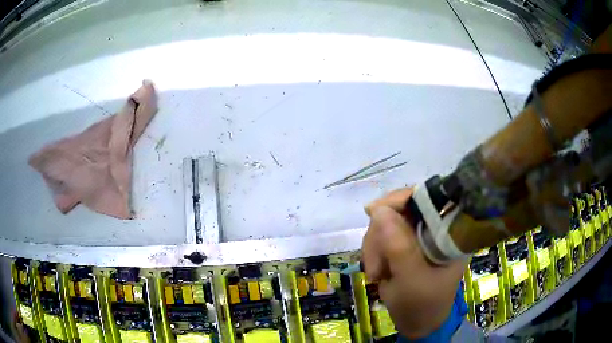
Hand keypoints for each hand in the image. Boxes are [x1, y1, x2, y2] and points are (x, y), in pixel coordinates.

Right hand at [362, 188, 466, 338]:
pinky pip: (383, 236)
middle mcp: (436, 228)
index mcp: (450, 232)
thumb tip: (378, 209)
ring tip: (375, 274)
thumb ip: (398, 246)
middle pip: (401, 209)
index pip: (427, 198)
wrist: (418, 324)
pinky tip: (377, 271)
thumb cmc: (422, 305)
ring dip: (374, 247)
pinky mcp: (407, 245)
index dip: (399, 199)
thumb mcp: (410, 279)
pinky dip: (374, 252)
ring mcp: (420, 236)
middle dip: (380, 235)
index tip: (372, 212)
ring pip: (387, 222)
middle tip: (374, 266)